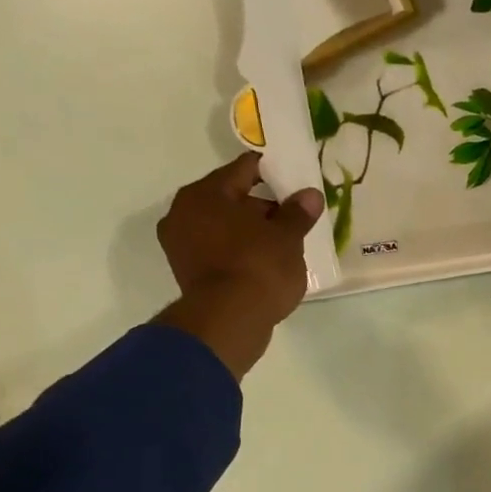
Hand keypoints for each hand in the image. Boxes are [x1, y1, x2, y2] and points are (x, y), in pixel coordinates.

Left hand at [153, 152, 323, 378]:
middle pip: (231, 199)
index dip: (272, 172)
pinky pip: (219, 251)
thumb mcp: (288, 237)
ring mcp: (181, 245)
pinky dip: (239, 252)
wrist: (229, 321)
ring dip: (250, 232)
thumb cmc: (258, 267)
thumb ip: (298, 213)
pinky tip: (264, 262)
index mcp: (205, 193)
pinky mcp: (188, 273)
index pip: (244, 170)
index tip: (293, 179)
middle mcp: (184, 212)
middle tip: (293, 217)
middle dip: (262, 207)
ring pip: (224, 227)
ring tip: (283, 243)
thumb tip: (310, 195)